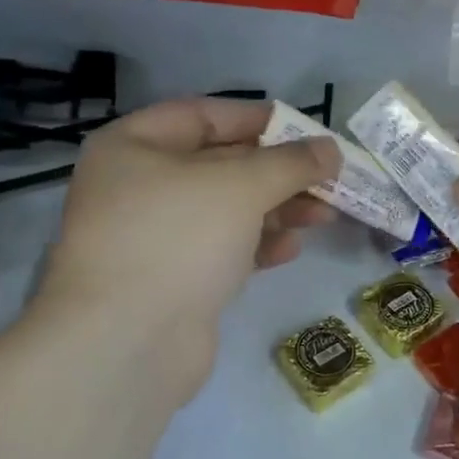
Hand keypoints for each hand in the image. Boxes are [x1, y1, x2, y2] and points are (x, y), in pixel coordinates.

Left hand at [32, 99, 338, 406]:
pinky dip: (258, 244)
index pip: (204, 115)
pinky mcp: (172, 279)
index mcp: (134, 147)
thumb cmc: (178, 239)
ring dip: (278, 209)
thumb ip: (291, 162)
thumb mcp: (242, 185)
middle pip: (221, 165)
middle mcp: (138, 186)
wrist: (127, 343)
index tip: (308, 131)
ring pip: (227, 209)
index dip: (259, 120)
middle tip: (329, 178)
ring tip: (325, 215)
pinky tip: (291, 249)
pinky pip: (222, 249)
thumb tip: (331, 148)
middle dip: (279, 172)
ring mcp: (154, 236)